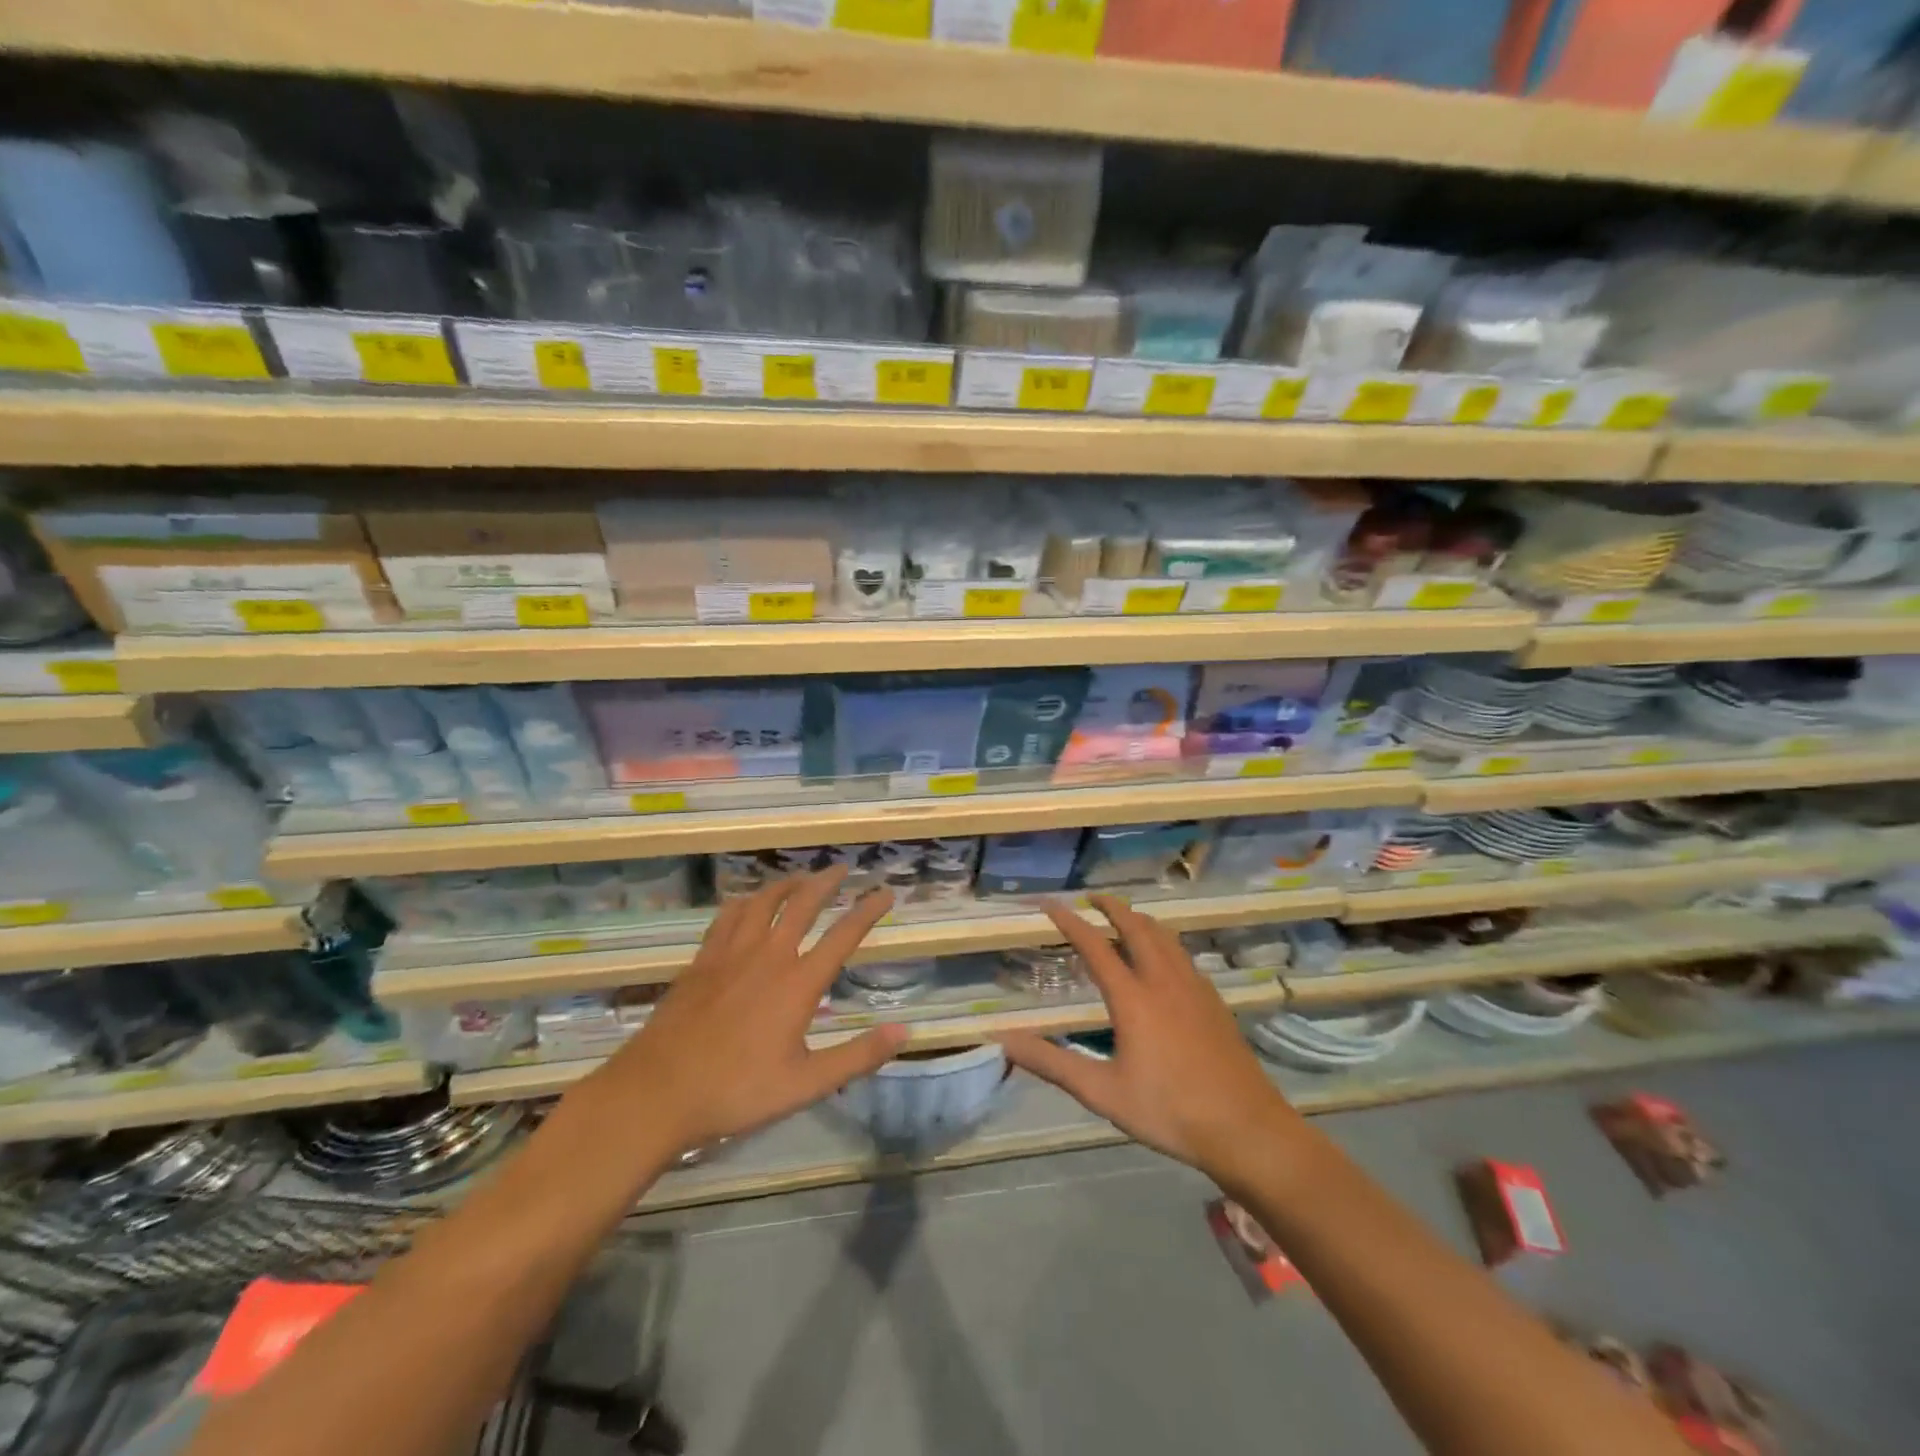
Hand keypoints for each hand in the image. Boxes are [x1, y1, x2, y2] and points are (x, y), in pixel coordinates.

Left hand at [580, 868, 907, 1158]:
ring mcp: (731, 954)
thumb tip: (903, 1030)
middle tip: (843, 869)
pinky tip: (748, 902)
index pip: (843, 935)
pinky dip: (746, 901)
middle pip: (802, 904)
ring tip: (801, 878)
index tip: (886, 892)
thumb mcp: (806, 1084)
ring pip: (764, 902)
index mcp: (798, 983)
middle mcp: (768, 956)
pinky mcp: (702, 960)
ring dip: (787, 884)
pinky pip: (728, 916)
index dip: (868, 910)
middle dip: (827, 882)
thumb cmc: (737, 1091)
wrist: (658, 1092)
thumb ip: (857, 1056)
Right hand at [999, 895, 1304, 1187]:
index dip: (1069, 920)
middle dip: (1111, 906)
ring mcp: (1194, 987)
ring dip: (1139, 919)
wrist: (1246, 1128)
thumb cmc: (1169, 1111)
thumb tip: (1004, 1040)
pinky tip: (1163, 960)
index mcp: (1133, 997)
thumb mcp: (1103, 1092)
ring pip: (1164, 936)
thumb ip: (1052, 1063)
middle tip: (1091, 897)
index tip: (1049, 902)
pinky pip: (1182, 954)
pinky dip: (1163, 940)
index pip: (1094, 945)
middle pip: (1136, 926)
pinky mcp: (1213, 1001)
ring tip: (1124, 918)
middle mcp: (1163, 980)